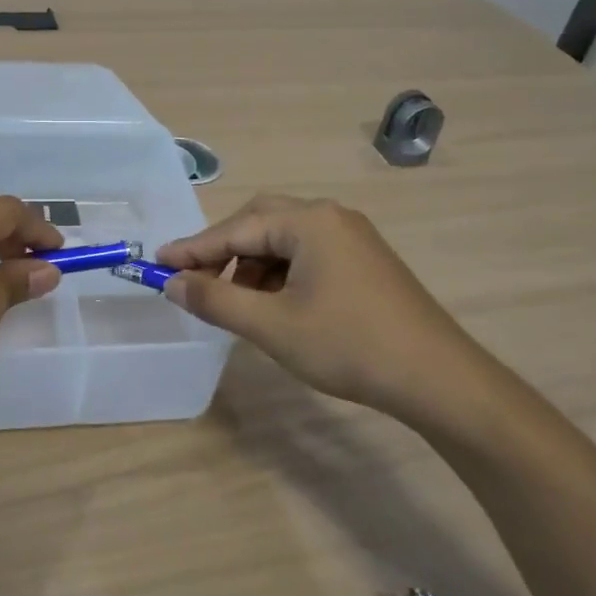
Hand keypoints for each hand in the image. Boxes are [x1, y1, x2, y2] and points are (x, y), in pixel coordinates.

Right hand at [156, 195, 510, 431]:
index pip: (236, 228)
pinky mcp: (365, 261)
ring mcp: (353, 237)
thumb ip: (216, 300)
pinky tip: (276, 306)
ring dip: (253, 266)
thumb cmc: (348, 345)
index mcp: (309, 221)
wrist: (438, 378)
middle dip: (225, 252)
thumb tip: (173, 282)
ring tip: (239, 305)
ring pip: (284, 240)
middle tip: (198, 283)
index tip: (158, 264)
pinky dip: (281, 274)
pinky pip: (308, 254)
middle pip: (260, 222)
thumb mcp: (272, 325)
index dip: (193, 249)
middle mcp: (331, 217)